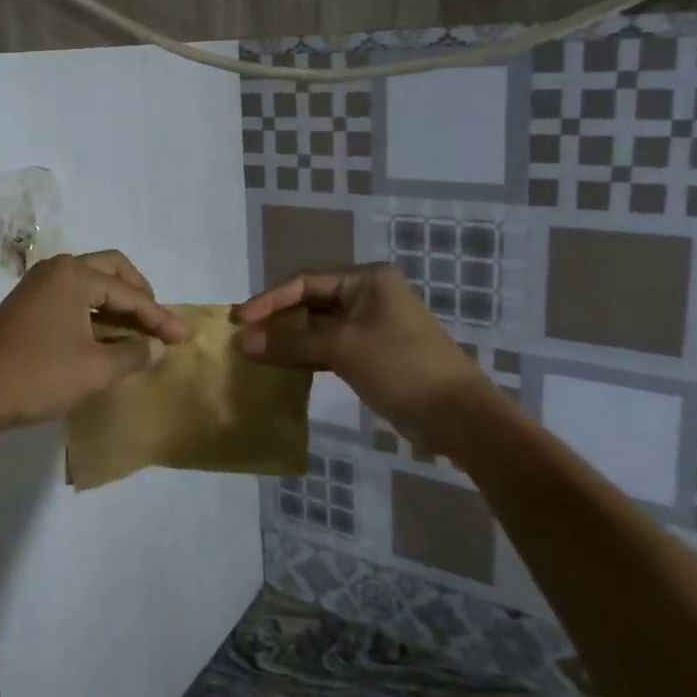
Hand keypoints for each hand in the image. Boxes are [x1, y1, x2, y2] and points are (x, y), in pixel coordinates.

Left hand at [0, 251, 189, 435]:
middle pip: (111, 271)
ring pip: (90, 284)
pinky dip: (95, 312)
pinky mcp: (26, 305)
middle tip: (159, 322)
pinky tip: (107, 337)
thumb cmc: (37, 376)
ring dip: (117, 304)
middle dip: (139, 295)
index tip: (184, 337)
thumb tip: (158, 347)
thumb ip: (133, 354)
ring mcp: (37, 286)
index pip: (130, 293)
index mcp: (74, 275)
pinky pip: (72, 298)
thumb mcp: (95, 370)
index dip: (160, 317)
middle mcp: (56, 270)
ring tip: (139, 331)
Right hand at [233, 265, 487, 437]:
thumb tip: (243, 341)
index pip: (305, 282)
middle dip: (277, 320)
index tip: (239, 320)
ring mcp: (370, 326)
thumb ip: (290, 343)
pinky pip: (329, 348)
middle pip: (310, 303)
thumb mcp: (342, 349)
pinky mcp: (371, 354)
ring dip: (289, 340)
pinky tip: (281, 368)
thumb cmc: (401, 367)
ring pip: (318, 328)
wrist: (457, 416)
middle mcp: (368, 296)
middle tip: (243, 337)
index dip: (269, 300)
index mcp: (366, 280)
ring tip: (254, 353)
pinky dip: (306, 357)